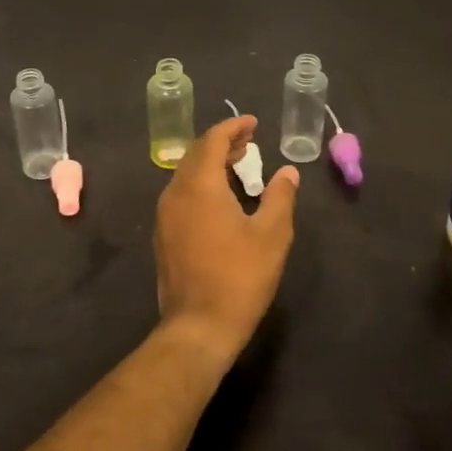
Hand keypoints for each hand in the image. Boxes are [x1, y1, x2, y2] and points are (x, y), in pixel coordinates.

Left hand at [154, 116, 299, 367]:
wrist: (198, 326)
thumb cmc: (240, 277)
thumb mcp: (272, 235)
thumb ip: (280, 197)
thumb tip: (288, 172)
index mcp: (200, 186)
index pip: (212, 140)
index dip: (233, 127)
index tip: (253, 124)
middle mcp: (175, 193)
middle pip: (195, 154)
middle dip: (222, 143)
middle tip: (248, 142)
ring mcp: (165, 215)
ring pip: (186, 174)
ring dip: (210, 163)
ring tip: (238, 165)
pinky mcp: (164, 235)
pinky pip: (181, 194)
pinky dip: (201, 183)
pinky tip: (221, 198)